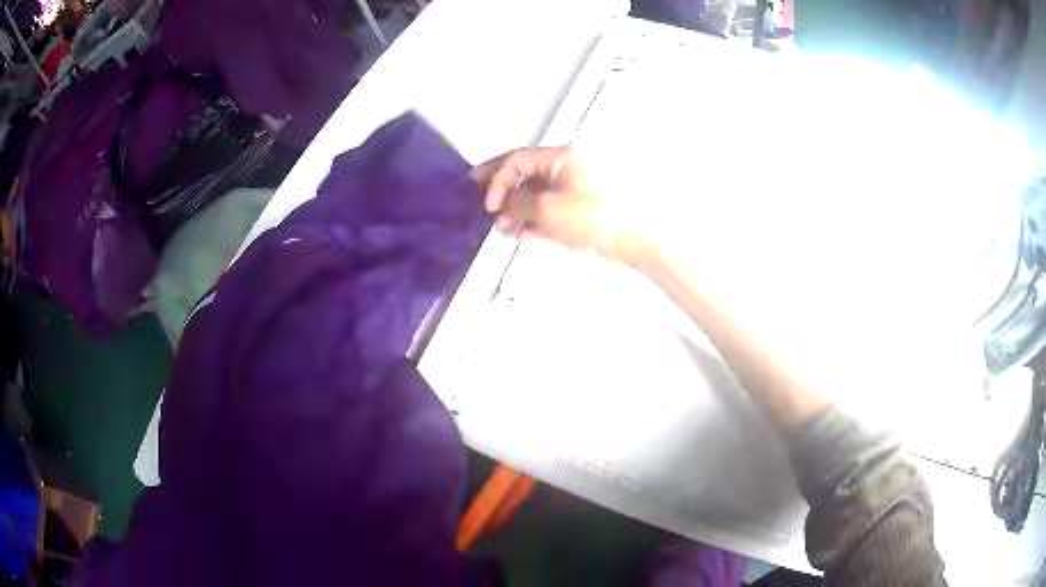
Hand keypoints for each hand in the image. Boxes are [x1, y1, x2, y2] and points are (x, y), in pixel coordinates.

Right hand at [470, 147, 644, 262]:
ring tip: (504, 224)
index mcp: (561, 157)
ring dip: (516, 208)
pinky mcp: (577, 206)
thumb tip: (506, 203)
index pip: (517, 160)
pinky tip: (524, 232)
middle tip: (479, 193)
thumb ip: (518, 203)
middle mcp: (565, 167)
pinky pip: (548, 207)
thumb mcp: (547, 209)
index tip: (490, 201)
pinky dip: (533, 218)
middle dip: (502, 186)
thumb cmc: (597, 218)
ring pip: (534, 192)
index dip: (498, 179)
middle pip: (524, 172)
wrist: (629, 238)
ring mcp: (572, 187)